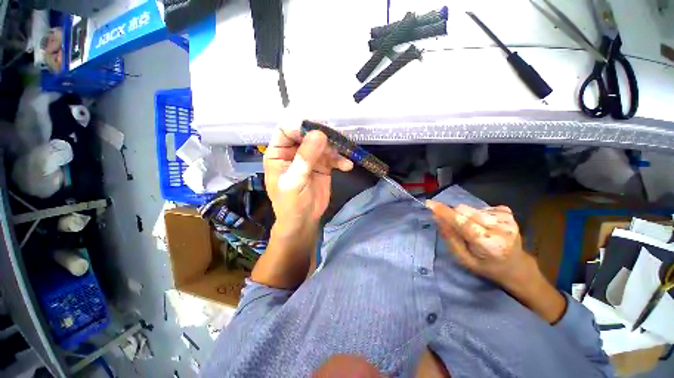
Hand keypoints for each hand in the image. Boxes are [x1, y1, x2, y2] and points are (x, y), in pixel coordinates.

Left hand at [264, 122, 352, 234]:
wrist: (304, 221)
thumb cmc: (291, 203)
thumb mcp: (295, 181)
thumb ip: (305, 157)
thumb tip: (319, 133)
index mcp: (279, 153)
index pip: (286, 130)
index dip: (299, 126)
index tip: (317, 128)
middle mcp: (294, 152)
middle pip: (307, 134)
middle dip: (322, 136)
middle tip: (336, 137)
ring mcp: (310, 158)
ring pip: (322, 144)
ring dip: (334, 149)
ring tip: (343, 157)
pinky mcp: (323, 165)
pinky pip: (333, 157)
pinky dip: (340, 160)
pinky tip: (347, 166)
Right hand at [426, 201, 531, 286]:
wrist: (517, 266)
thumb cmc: (487, 267)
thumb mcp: (465, 260)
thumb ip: (450, 238)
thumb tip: (437, 218)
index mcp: (489, 244)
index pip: (463, 222)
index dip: (445, 212)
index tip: (429, 203)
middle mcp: (500, 228)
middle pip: (464, 211)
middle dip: (453, 215)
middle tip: (455, 227)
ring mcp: (506, 218)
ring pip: (470, 208)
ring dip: (465, 216)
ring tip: (473, 229)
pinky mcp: (507, 212)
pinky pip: (480, 207)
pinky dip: (476, 214)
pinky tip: (483, 226)